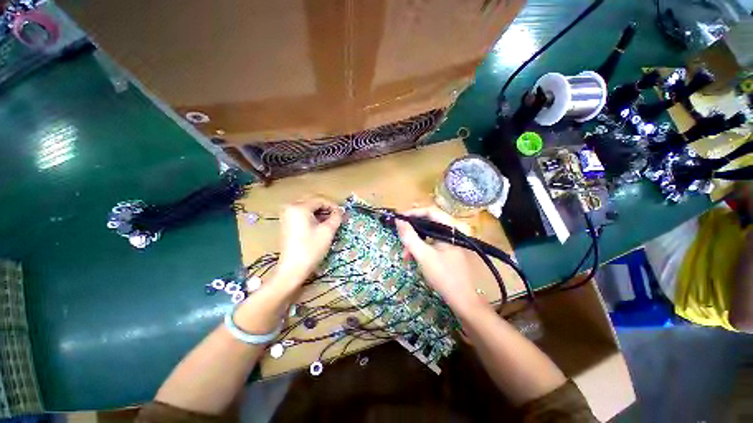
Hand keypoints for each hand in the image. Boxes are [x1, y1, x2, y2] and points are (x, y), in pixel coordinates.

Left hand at [276, 196, 342, 283]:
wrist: (292, 269)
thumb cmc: (311, 248)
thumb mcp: (327, 231)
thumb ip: (336, 217)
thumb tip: (340, 211)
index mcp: (299, 207)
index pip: (320, 200)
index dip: (333, 205)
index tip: (342, 213)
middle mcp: (290, 208)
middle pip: (312, 202)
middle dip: (326, 208)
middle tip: (337, 217)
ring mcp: (286, 216)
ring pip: (307, 208)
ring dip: (319, 213)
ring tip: (330, 222)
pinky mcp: (286, 224)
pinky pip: (301, 215)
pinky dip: (312, 217)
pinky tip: (319, 225)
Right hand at [395, 207, 482, 313]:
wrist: (462, 300)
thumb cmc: (444, 276)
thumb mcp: (423, 255)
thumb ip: (410, 237)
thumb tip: (398, 221)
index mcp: (450, 229)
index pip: (430, 211)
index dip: (413, 213)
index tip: (399, 218)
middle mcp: (451, 231)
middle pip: (428, 222)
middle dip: (412, 229)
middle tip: (400, 235)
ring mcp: (449, 241)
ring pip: (427, 233)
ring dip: (414, 240)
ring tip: (405, 253)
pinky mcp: (446, 249)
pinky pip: (430, 242)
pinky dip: (419, 247)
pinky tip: (412, 256)